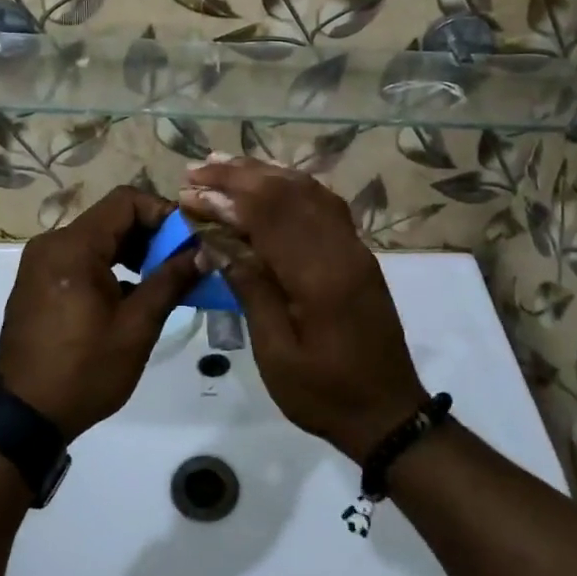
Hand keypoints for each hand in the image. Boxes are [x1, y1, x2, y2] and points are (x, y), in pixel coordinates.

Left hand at [0, 186, 199, 440]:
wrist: (24, 416)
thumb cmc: (84, 370)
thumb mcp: (136, 326)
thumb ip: (171, 281)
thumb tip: (204, 251)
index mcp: (73, 247)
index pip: (126, 200)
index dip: (163, 213)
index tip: (189, 240)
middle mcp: (52, 243)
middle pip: (111, 217)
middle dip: (151, 235)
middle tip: (183, 263)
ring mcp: (41, 262)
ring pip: (97, 238)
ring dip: (132, 251)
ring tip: (162, 280)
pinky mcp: (38, 281)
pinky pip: (81, 257)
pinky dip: (110, 265)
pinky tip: (131, 294)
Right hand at [179, 159, 426, 462]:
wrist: (389, 412)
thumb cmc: (325, 393)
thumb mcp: (276, 352)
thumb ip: (251, 289)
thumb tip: (217, 241)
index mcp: (318, 276)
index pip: (266, 217)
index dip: (224, 198)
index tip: (187, 193)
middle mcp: (340, 248)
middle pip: (287, 193)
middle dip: (239, 175)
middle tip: (197, 168)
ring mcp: (354, 247)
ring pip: (308, 190)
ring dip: (264, 172)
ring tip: (225, 163)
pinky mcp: (358, 252)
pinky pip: (325, 203)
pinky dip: (294, 184)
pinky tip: (272, 180)